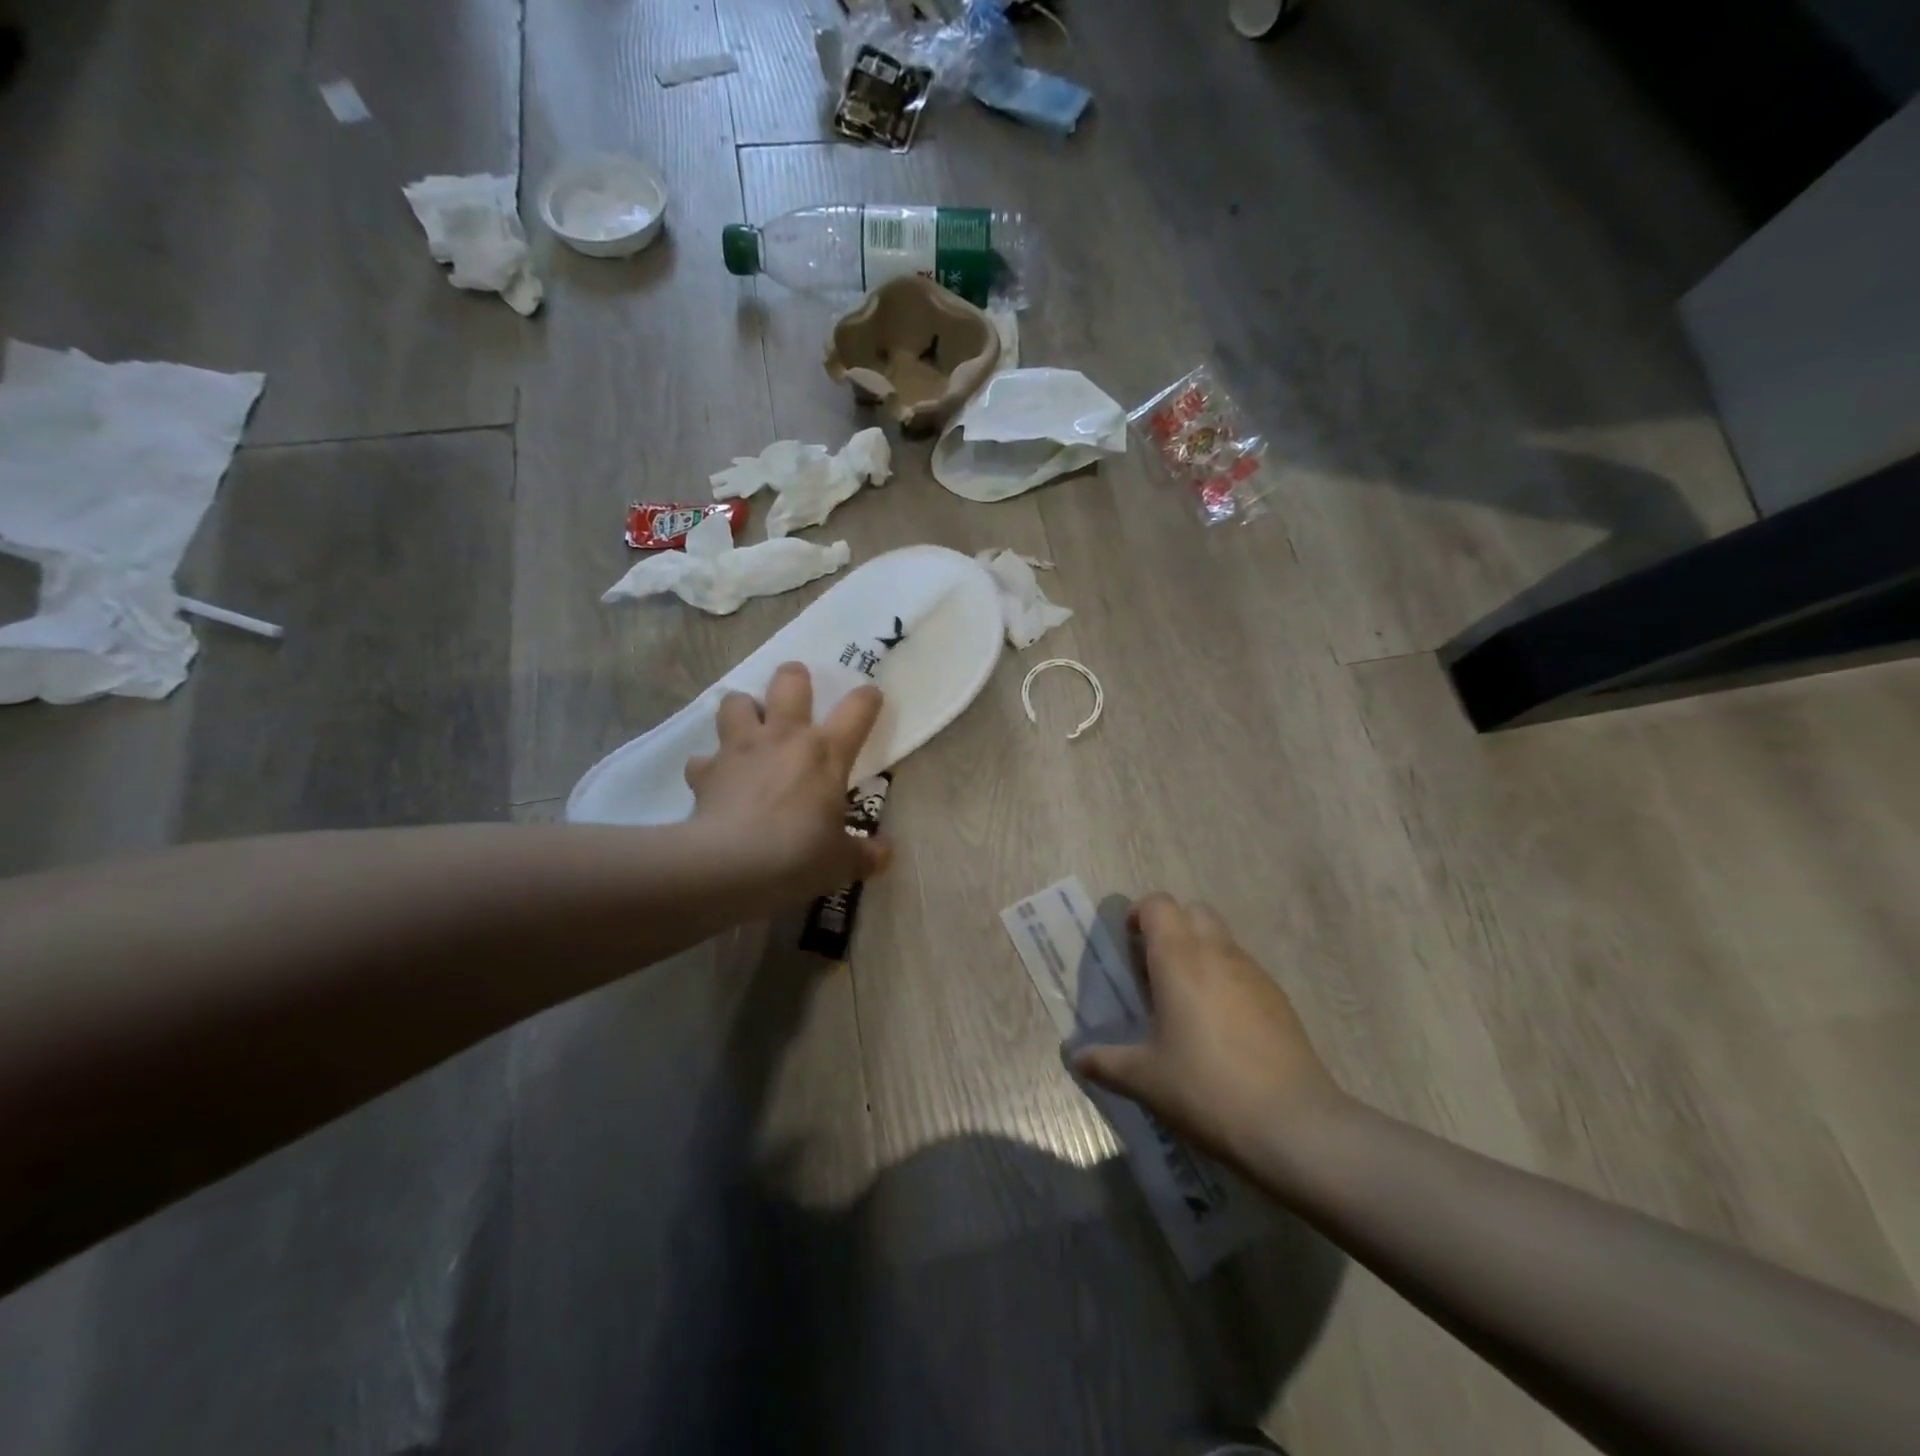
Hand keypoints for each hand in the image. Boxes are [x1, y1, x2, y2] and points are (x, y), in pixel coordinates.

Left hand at [686, 663, 891, 905]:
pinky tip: (714, 778)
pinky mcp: (706, 771)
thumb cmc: (798, 856)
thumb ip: (865, 854)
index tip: (871, 696)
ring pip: (736, 702)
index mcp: (826, 753)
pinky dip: (708, 766)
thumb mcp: (842, 862)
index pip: (857, 710)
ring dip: (743, 709)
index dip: (867, 699)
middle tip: (796, 687)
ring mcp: (740, 749)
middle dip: (793, 677)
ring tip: (748, 725)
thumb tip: (884, 853)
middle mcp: (784, 738)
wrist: (730, 865)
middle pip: (789, 683)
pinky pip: (703, 759)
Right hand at [1073, 894, 1345, 1170]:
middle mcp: (1218, 954)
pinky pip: (1244, 971)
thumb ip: (1107, 1063)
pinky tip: (1220, 1027)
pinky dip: (1226, 980)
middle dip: (1172, 927)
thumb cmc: (1206, 1090)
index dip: (1140, 914)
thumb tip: (1077, 1058)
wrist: (1293, 1126)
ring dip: (1200, 953)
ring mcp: (1254, 975)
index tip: (1129, 942)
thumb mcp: (1146, 1080)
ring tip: (1186, 1001)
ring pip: (1222, 940)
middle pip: (1194, 912)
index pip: (1159, 905)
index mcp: (1179, 959)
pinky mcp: (1280, 1001)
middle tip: (1155, 967)